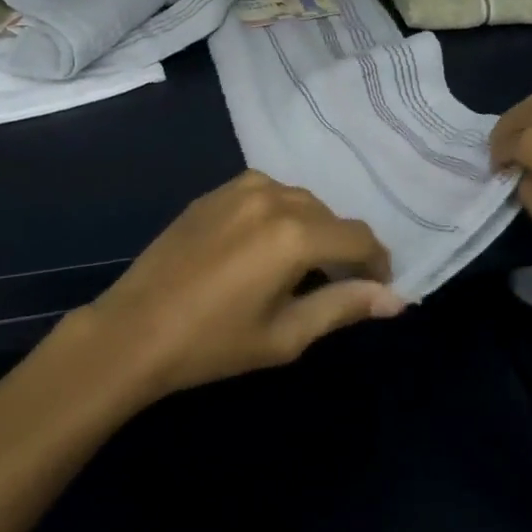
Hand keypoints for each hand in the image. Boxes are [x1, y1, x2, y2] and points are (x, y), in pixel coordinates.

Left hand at [82, 172, 400, 399]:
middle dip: (342, 248)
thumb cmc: (213, 343)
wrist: (135, 328)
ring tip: (298, 266)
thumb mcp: (285, 335)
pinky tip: (263, 243)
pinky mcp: (214, 191)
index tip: (375, 289)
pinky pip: (266, 191)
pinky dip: (279, 212)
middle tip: (334, 286)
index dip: (377, 263)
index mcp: (295, 235)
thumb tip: (396, 299)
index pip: (359, 237)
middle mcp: (273, 198)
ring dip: (311, 227)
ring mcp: (240, 188)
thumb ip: (343, 307)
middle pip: (330, 216)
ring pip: (299, 199)